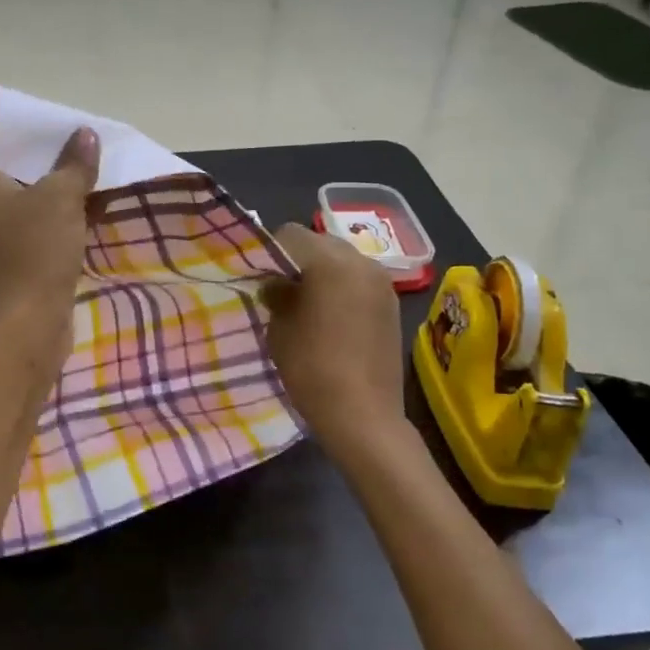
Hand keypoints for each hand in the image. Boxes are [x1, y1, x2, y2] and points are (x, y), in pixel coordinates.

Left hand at [0, 127, 100, 345]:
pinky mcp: (15, 255)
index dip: (22, 119)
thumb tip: (85, 134)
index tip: (53, 111)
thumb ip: (74, 163)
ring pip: (30, 192)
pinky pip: (39, 219)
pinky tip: (92, 203)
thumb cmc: (35, 251)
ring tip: (93, 163)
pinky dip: (61, 210)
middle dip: (48, 150)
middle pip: (14, 162)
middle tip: (81, 134)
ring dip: (59, 182)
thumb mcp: (60, 198)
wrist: (27, 324)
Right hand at [262, 222, 406, 463]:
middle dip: (297, 259)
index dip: (269, 251)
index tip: (258, 275)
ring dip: (321, 272)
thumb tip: (276, 283)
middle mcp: (361, 261)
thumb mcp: (280, 327)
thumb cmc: (312, 368)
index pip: (290, 234)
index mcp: (330, 261)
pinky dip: (341, 286)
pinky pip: (358, 279)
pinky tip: (330, 316)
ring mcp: (381, 281)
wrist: (363, 416)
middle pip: (319, 242)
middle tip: (279, 288)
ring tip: (306, 302)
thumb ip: (276, 294)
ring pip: (341, 259)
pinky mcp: (391, 302)